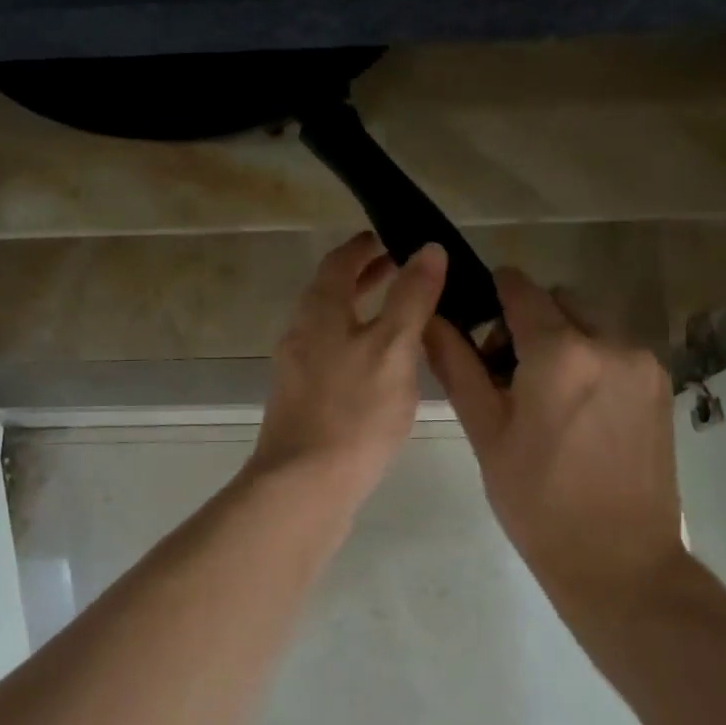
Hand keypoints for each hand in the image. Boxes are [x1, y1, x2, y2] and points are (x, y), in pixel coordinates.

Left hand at [248, 233, 447, 507]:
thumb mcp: (393, 347)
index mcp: (319, 311)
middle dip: (365, 278)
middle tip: (401, 270)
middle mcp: (300, 332)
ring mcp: (297, 369)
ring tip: (401, 318)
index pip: (338, 262)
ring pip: (331, 326)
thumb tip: (428, 250)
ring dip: (362, 312)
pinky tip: (383, 369)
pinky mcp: (302, 401)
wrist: (303, 486)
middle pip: (331, 292)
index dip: (363, 247)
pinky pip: (331, 357)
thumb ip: (411, 297)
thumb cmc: (353, 411)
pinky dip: (356, 345)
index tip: (388, 238)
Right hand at [424, 268, 685, 597]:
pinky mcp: (661, 384)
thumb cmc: (537, 502)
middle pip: (558, 300)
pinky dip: (591, 357)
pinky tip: (578, 407)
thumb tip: (430, 319)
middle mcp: (610, 342)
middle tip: (507, 370)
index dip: (494, 292)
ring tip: (546, 392)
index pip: (521, 288)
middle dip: (529, 319)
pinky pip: (616, 347)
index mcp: (561, 352)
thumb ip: (457, 365)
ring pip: (590, 321)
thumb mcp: (486, 431)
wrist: (620, 563)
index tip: (478, 319)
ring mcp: (643, 363)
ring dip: (563, 337)